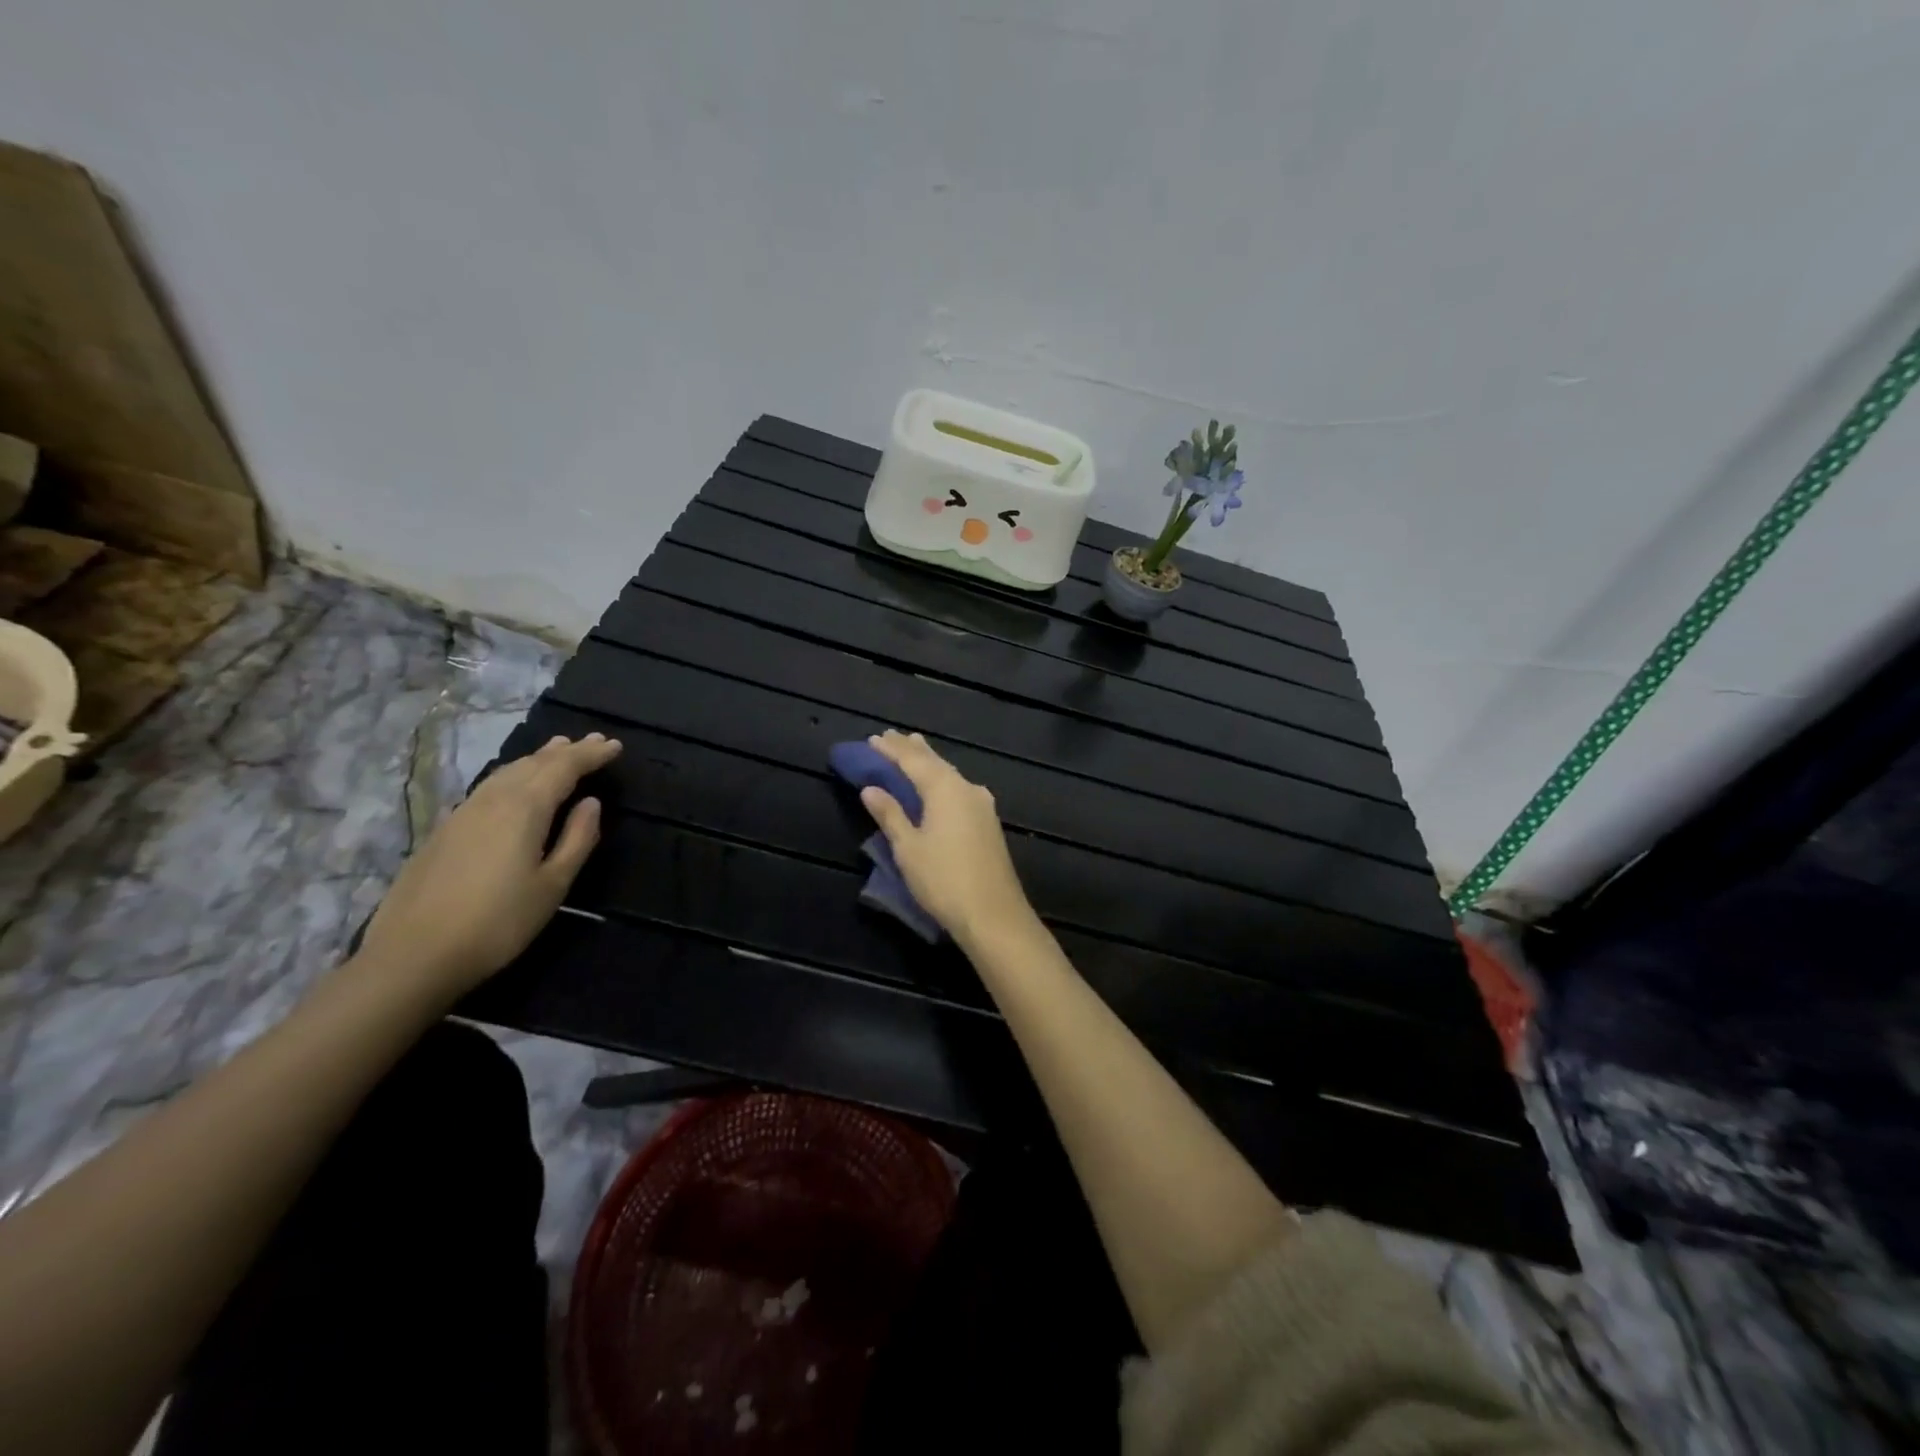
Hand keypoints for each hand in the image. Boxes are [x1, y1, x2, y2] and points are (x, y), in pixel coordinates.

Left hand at [358, 733, 621, 998]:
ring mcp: (463, 813)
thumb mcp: (553, 885)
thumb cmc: (498, 923)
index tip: (615, 746)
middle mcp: (493, 800)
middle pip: (534, 763)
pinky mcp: (444, 830)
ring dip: (537, 758)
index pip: (564, 768)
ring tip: (558, 750)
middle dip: (567, 751)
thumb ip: (577, 839)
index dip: (591, 755)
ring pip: (507, 772)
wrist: (413, 955)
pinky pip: (489, 786)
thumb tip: (591, 803)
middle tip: (593, 741)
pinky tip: (515, 783)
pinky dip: (513, 775)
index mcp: (524, 808)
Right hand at [860, 731, 1034, 944]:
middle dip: (912, 750)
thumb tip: (871, 788)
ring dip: (930, 763)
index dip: (892, 749)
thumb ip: (890, 814)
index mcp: (945, 789)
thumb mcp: (908, 848)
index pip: (913, 760)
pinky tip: (939, 784)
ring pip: (950, 775)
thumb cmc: (944, 879)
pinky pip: (959, 789)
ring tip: (914, 750)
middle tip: (892, 737)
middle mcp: (967, 789)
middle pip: (935, 762)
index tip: (873, 738)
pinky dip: (942, 780)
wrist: (994, 914)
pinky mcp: (988, 822)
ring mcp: (982, 805)